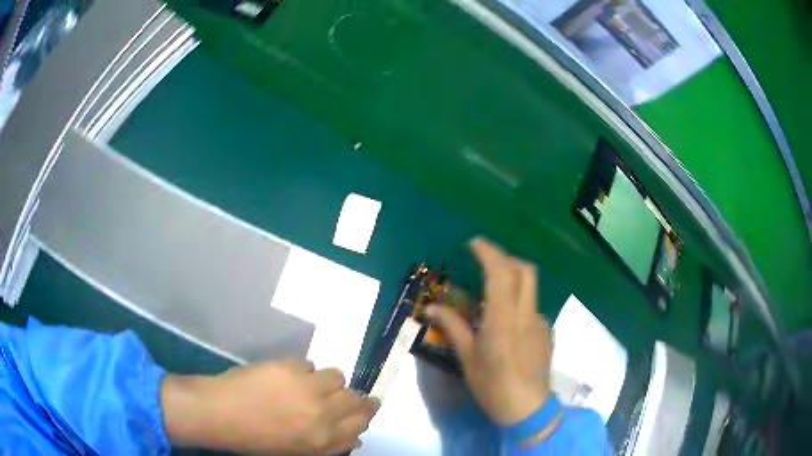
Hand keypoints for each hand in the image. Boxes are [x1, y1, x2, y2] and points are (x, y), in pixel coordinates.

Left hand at [161, 359, 378, 453]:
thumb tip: (354, 437)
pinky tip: (285, 377)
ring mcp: (306, 388)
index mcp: (323, 439)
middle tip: (339, 395)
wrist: (219, 413)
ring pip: (336, 376)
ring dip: (326, 382)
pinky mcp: (289, 367)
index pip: (361, 423)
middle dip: (352, 397)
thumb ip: (330, 445)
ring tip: (307, 385)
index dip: (366, 413)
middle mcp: (322, 414)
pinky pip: (309, 365)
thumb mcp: (297, 452)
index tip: (366, 406)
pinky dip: (302, 371)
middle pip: (355, 398)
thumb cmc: (256, 440)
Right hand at [427, 238, 551, 425]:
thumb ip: (453, 327)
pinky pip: (532, 309)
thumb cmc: (492, 386)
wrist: (528, 408)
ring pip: (530, 288)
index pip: (500, 273)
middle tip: (485, 261)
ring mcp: (541, 322)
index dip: (488, 252)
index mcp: (503, 320)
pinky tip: (507, 327)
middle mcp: (526, 314)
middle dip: (506, 257)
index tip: (473, 243)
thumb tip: (432, 308)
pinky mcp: (547, 332)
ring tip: (492, 296)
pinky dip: (518, 305)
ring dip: (512, 280)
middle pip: (525, 270)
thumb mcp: (467, 359)